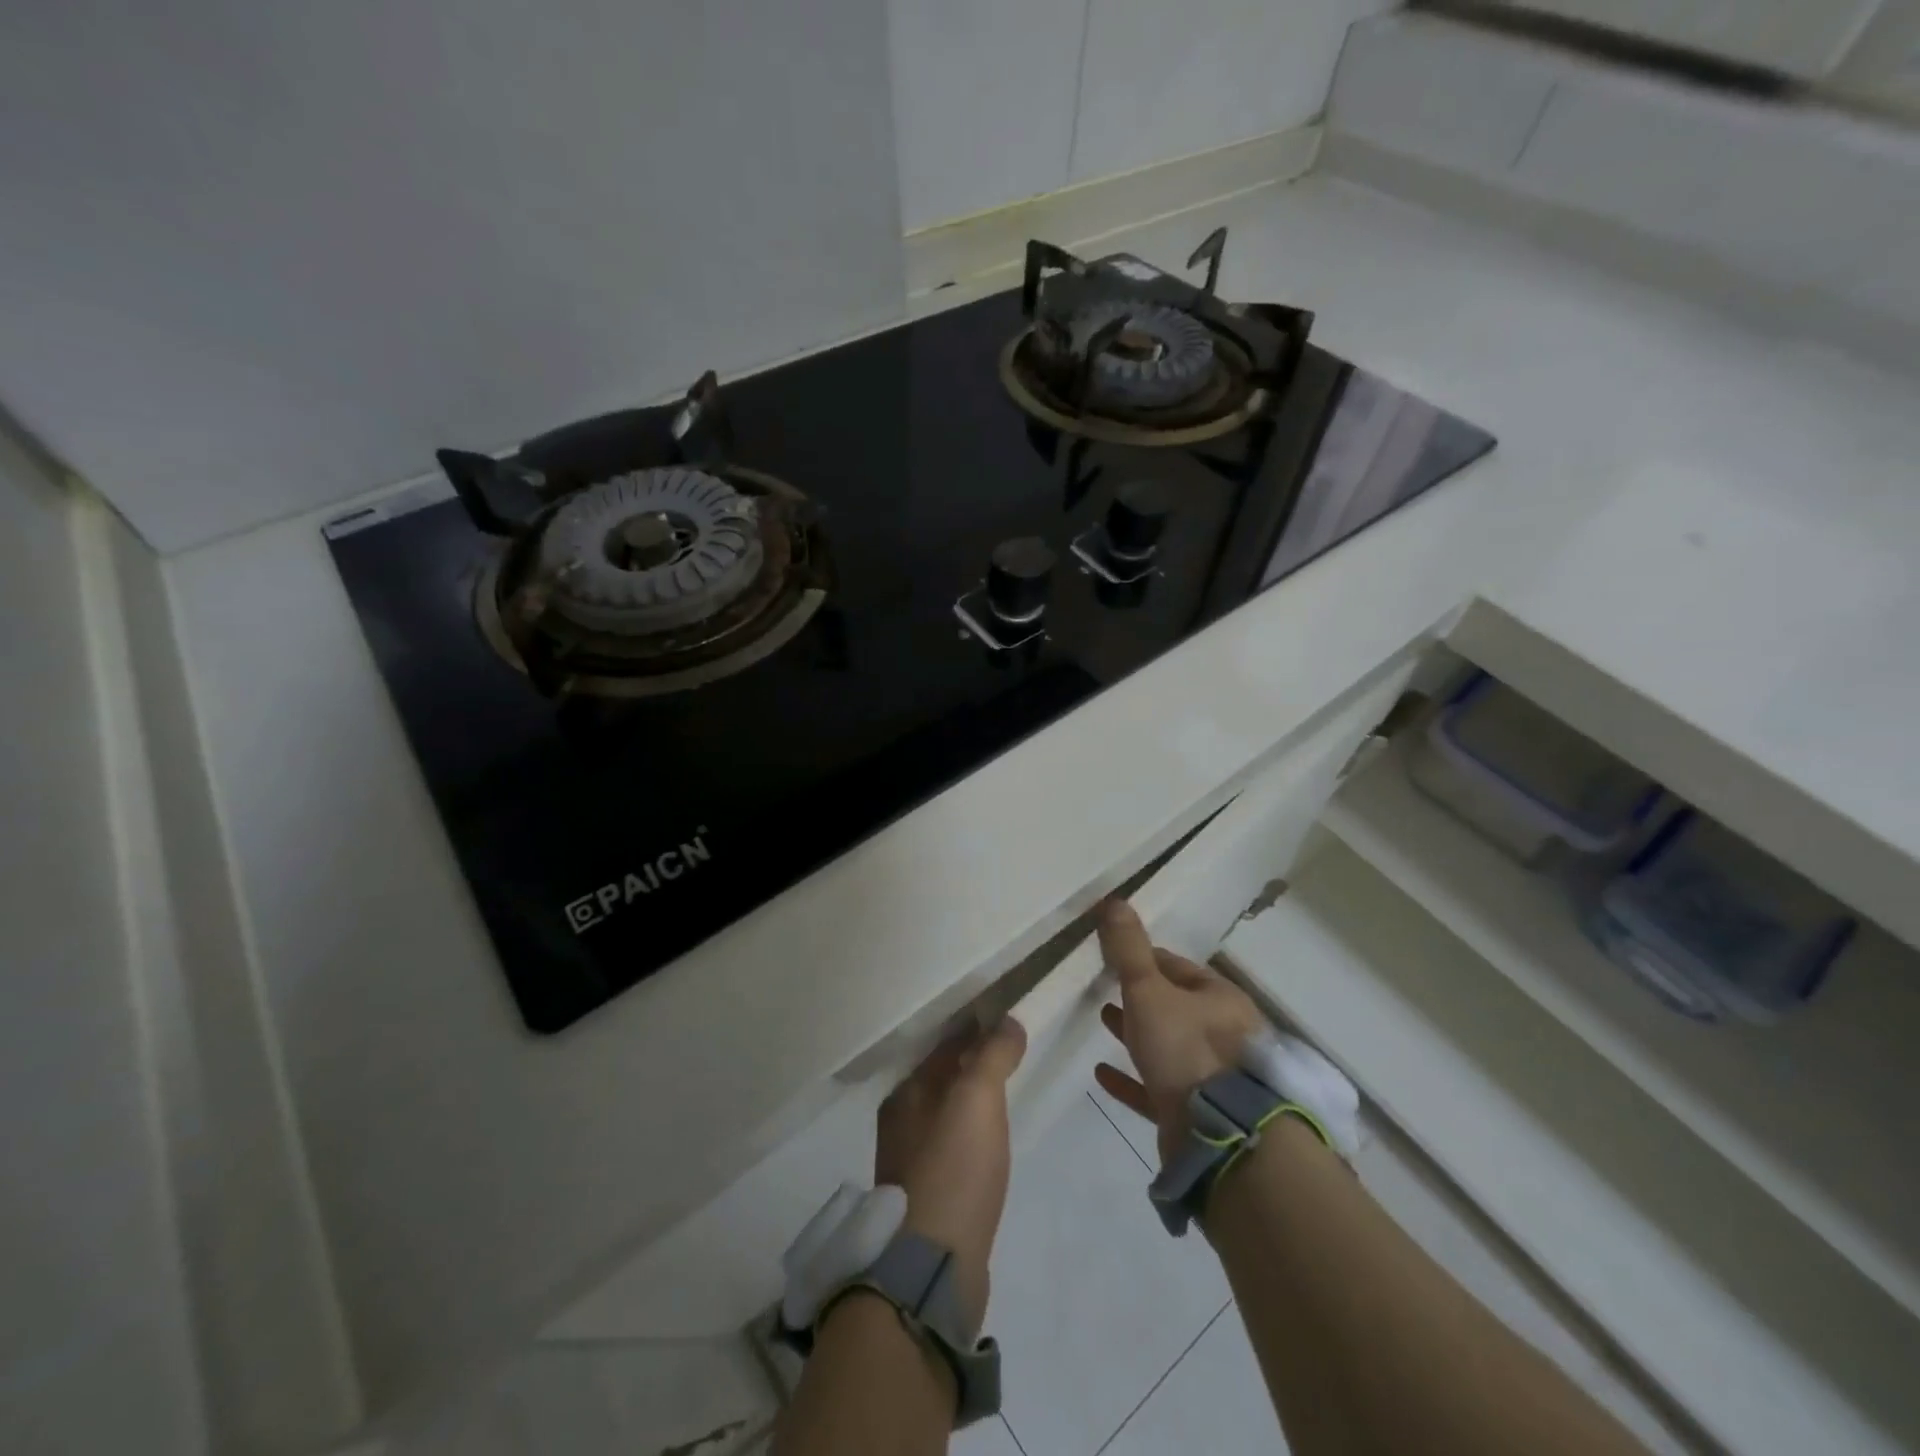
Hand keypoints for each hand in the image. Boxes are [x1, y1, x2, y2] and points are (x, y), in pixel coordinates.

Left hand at [874, 1017, 1026, 1334]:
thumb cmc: (954, 1168)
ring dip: (971, 1104)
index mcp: (906, 1094)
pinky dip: (970, 1139)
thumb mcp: (978, 1098)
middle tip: (1012, 1058)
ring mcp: (909, 1165)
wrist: (932, 1267)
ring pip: (946, 1116)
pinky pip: (951, 1151)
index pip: (946, 1048)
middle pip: (942, 1081)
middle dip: (972, 1067)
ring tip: (1004, 1099)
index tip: (1007, 1023)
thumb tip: (1008, 1020)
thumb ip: (992, 1055)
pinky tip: (988, 1149)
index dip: (976, 1032)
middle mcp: (900, 1124)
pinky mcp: (925, 1201)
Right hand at [1093, 899, 1266, 1164]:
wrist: (1222, 1140)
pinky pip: (1157, 1090)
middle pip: (1174, 1007)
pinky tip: (1101, 1075)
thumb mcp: (1149, 991)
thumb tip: (1114, 899)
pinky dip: (1131, 1079)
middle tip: (1105, 987)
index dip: (1144, 959)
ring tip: (1102, 1020)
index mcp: (1220, 999)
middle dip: (1140, 997)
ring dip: (1136, 1034)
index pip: (1177, 968)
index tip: (1114, 957)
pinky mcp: (1196, 1116)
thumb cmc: (1186, 1050)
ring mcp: (1212, 1079)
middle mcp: (1223, 1035)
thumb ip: (1129, 950)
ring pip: (1168, 1047)